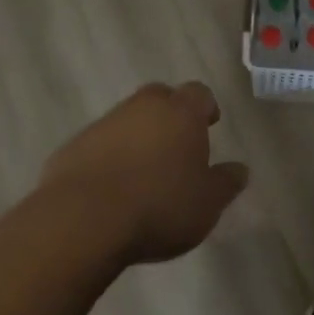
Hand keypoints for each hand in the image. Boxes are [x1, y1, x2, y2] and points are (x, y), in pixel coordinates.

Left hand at [39, 82, 249, 268]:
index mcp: (180, 113)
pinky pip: (100, 144)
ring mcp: (104, 124)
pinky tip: (111, 187)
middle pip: (160, 98)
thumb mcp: (207, 204)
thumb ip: (226, 183)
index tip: (209, 125)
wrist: (82, 220)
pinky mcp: (73, 147)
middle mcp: (142, 107)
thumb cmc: (159, 206)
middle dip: (170, 114)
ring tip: (143, 172)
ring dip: (137, 136)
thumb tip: (240, 169)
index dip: (205, 108)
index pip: (199, 93)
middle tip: (176, 145)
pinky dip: (109, 157)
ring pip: (128, 119)